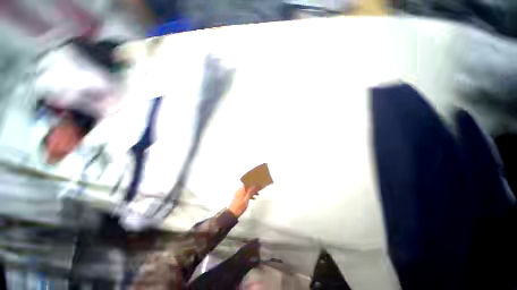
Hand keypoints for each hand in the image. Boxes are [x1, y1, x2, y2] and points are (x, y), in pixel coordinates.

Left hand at [228, 185, 259, 217]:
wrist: (232, 213)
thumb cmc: (240, 206)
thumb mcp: (247, 198)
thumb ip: (251, 191)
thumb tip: (255, 185)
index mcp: (241, 189)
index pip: (247, 183)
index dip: (252, 183)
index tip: (257, 184)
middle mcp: (239, 190)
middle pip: (247, 187)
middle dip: (253, 188)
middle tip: (258, 190)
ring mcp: (238, 194)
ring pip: (246, 190)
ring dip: (251, 192)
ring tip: (257, 195)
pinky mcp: (238, 197)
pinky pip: (245, 194)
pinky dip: (248, 195)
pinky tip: (252, 198)